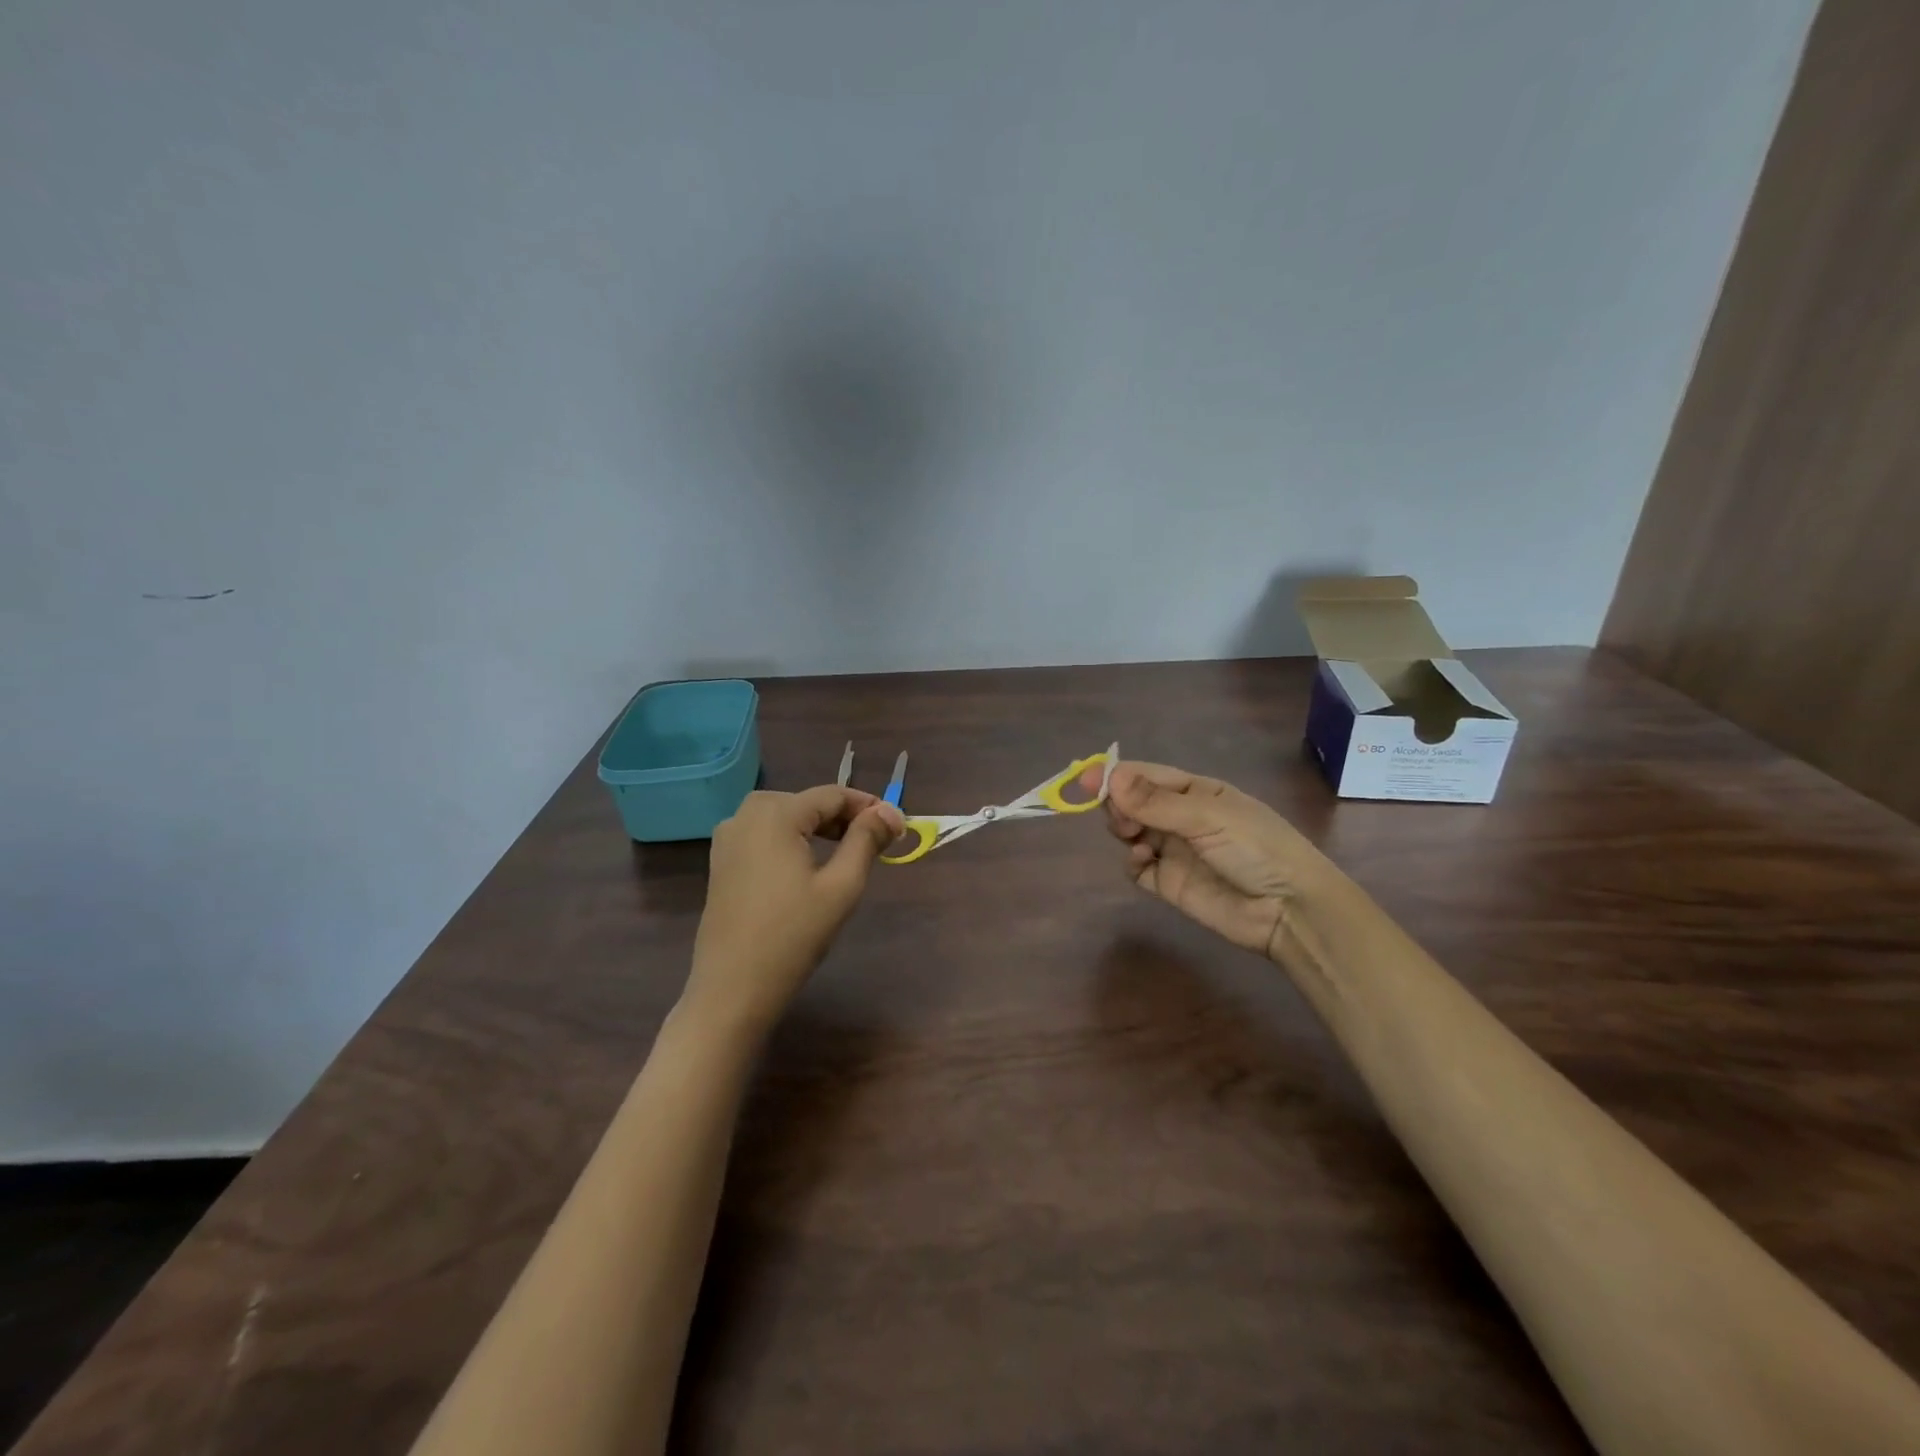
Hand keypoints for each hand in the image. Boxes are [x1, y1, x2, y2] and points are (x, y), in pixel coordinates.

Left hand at [688, 786, 904, 1026]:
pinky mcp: (721, 862)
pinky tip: (806, 865)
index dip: (868, 806)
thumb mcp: (841, 886)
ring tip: (845, 851)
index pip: (831, 795)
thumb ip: (867, 840)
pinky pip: (763, 834)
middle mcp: (745, 815)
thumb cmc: (794, 935)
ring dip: (816, 826)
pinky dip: (790, 839)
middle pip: (806, 801)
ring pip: (783, 815)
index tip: (897, 827)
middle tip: (874, 842)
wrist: (733, 988)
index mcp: (775, 814)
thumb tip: (891, 811)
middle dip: (842, 816)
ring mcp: (728, 839)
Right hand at [1092, 761, 1337, 958]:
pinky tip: (1142, 859)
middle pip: (1133, 802)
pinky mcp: (1169, 883)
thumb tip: (1109, 777)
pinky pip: (1137, 866)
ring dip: (1123, 828)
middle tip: (1119, 815)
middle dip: (1118, 803)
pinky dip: (1131, 860)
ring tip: (1132, 835)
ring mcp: (1174, 851)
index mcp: (1196, 792)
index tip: (1086, 779)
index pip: (1147, 775)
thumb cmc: (1256, 848)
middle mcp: (1181, 817)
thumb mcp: (1208, 817)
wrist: (1289, 910)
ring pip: (1130, 831)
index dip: (1116, 775)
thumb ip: (1156, 801)